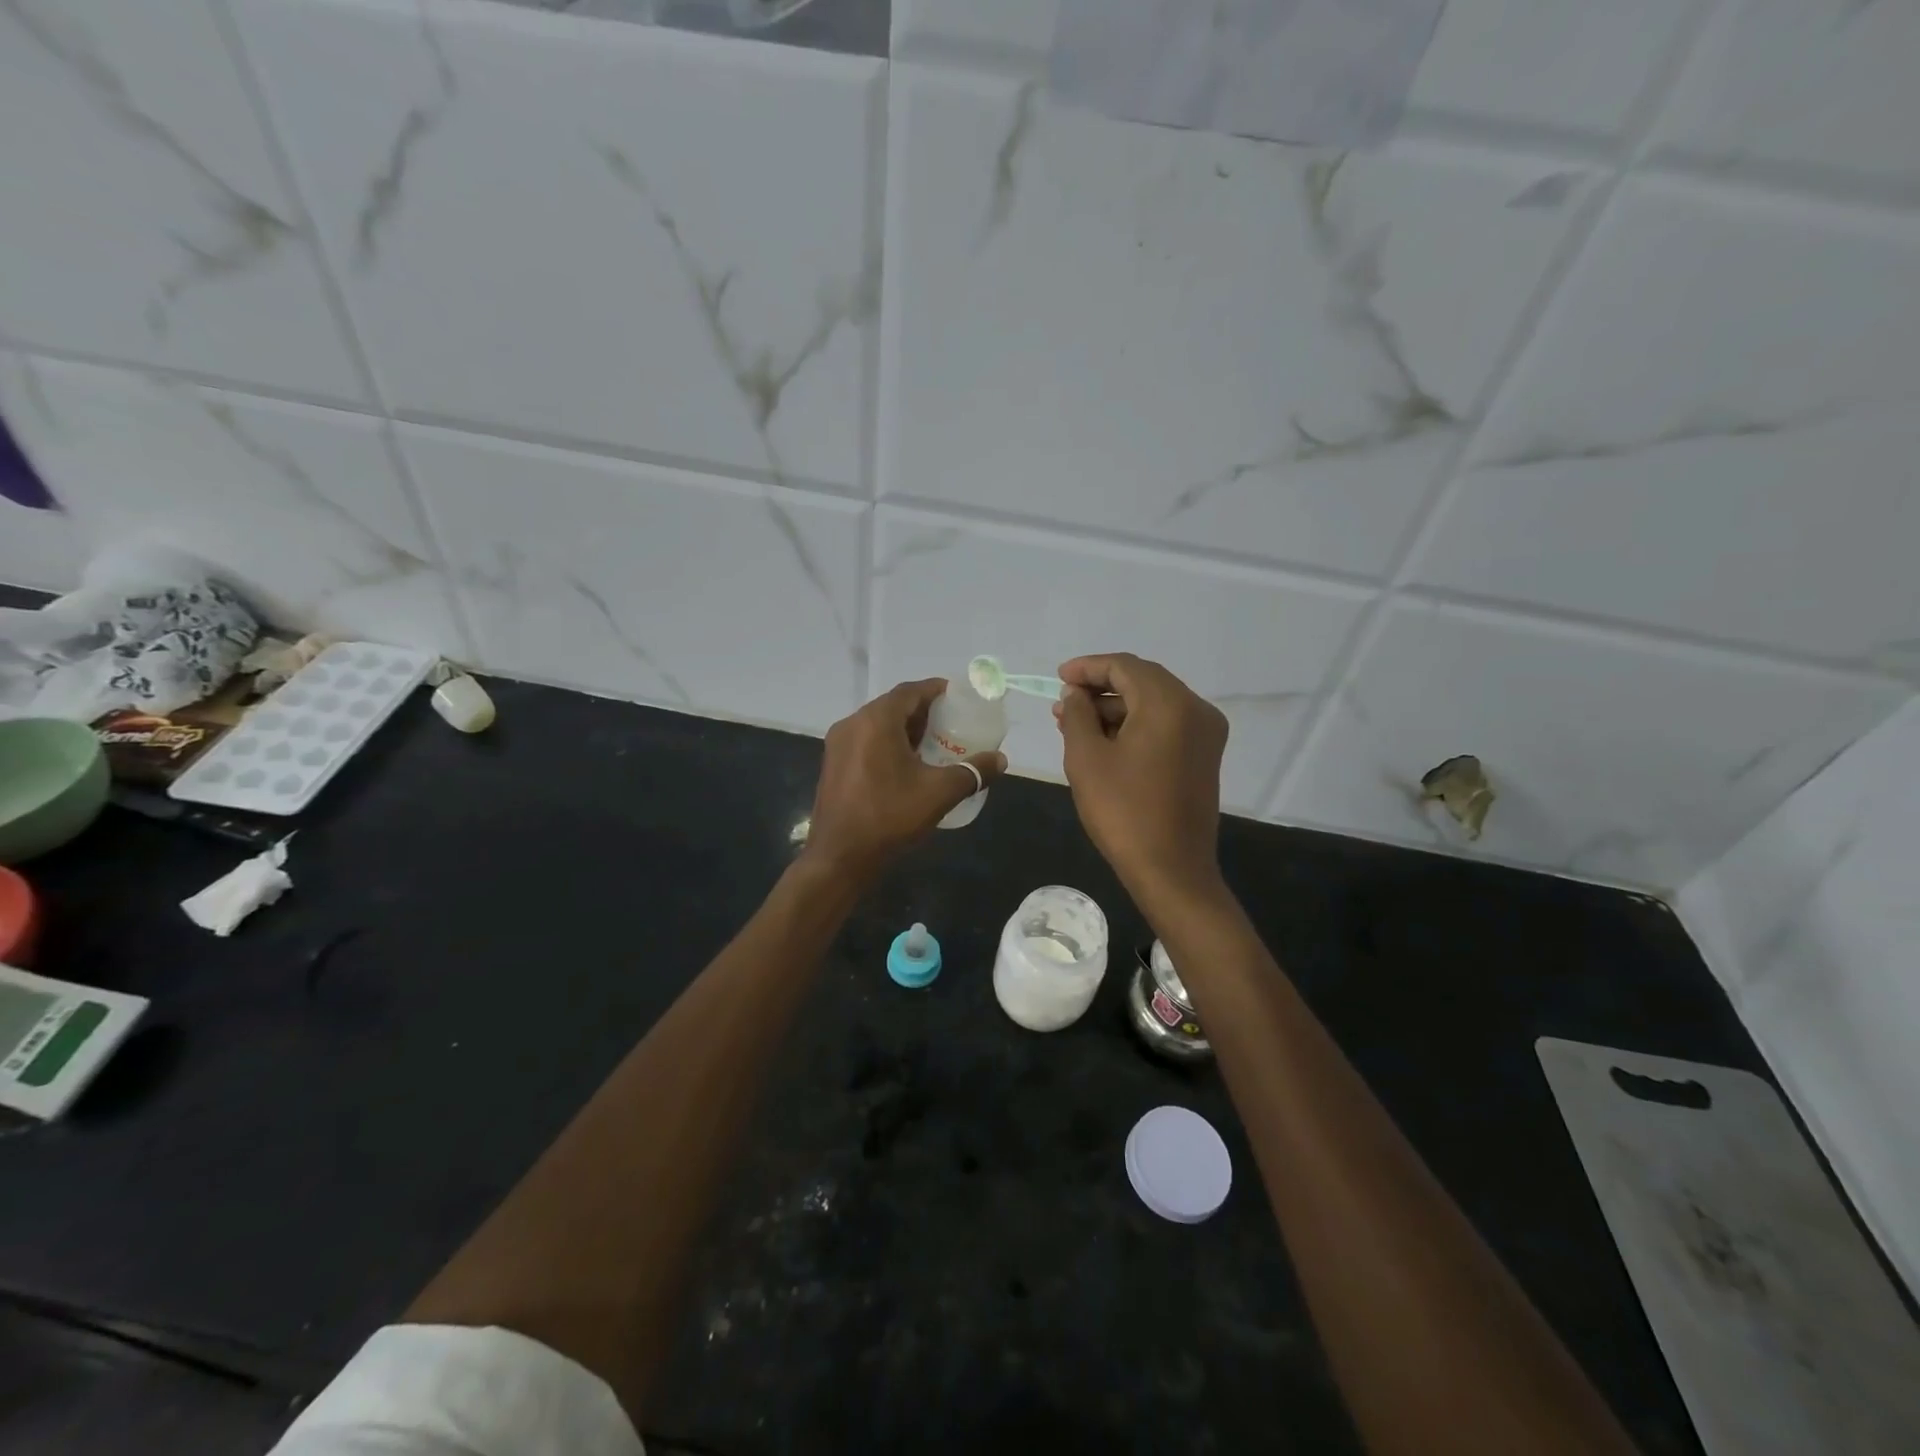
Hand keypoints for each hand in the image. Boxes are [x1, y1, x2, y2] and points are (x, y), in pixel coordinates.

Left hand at [804, 679, 1006, 881]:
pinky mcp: (833, 766)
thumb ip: (972, 772)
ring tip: (934, 745)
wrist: (839, 858)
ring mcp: (838, 745)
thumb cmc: (889, 817)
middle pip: (893, 706)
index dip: (936, 690)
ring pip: (878, 725)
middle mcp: (852, 724)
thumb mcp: (938, 793)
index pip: (910, 691)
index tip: (958, 697)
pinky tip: (907, 766)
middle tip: (951, 724)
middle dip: (923, 712)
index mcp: (876, 721)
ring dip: (905, 729)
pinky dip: (888, 744)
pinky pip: (865, 742)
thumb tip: (1000, 760)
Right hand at [1053, 653, 1227, 906]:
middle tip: (1064, 703)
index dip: (1088, 668)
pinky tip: (1105, 740)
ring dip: (1116, 708)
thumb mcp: (1087, 758)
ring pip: (1154, 703)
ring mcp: (1206, 733)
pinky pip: (1167, 723)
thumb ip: (1077, 714)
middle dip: (1100, 688)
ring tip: (1076, 724)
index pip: (1125, 667)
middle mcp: (1196, 709)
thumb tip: (1075, 694)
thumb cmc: (1123, 812)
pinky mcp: (1205, 755)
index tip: (1058, 677)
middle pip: (1143, 681)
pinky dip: (1136, 724)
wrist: (1171, 870)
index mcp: (1170, 704)